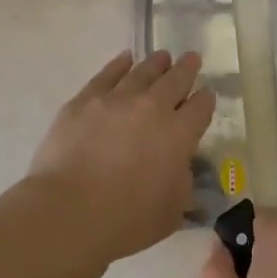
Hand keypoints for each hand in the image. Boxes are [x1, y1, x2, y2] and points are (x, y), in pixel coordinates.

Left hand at [26, 50, 215, 265]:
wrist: (70, 211)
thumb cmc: (126, 221)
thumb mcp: (172, 211)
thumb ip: (181, 182)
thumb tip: (178, 167)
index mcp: (179, 135)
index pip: (200, 108)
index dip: (205, 100)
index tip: (207, 94)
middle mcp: (152, 108)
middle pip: (175, 80)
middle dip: (186, 69)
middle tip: (192, 58)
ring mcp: (116, 99)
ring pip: (143, 72)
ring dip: (156, 63)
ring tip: (162, 56)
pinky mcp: (84, 100)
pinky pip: (107, 74)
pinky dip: (119, 64)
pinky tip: (125, 59)